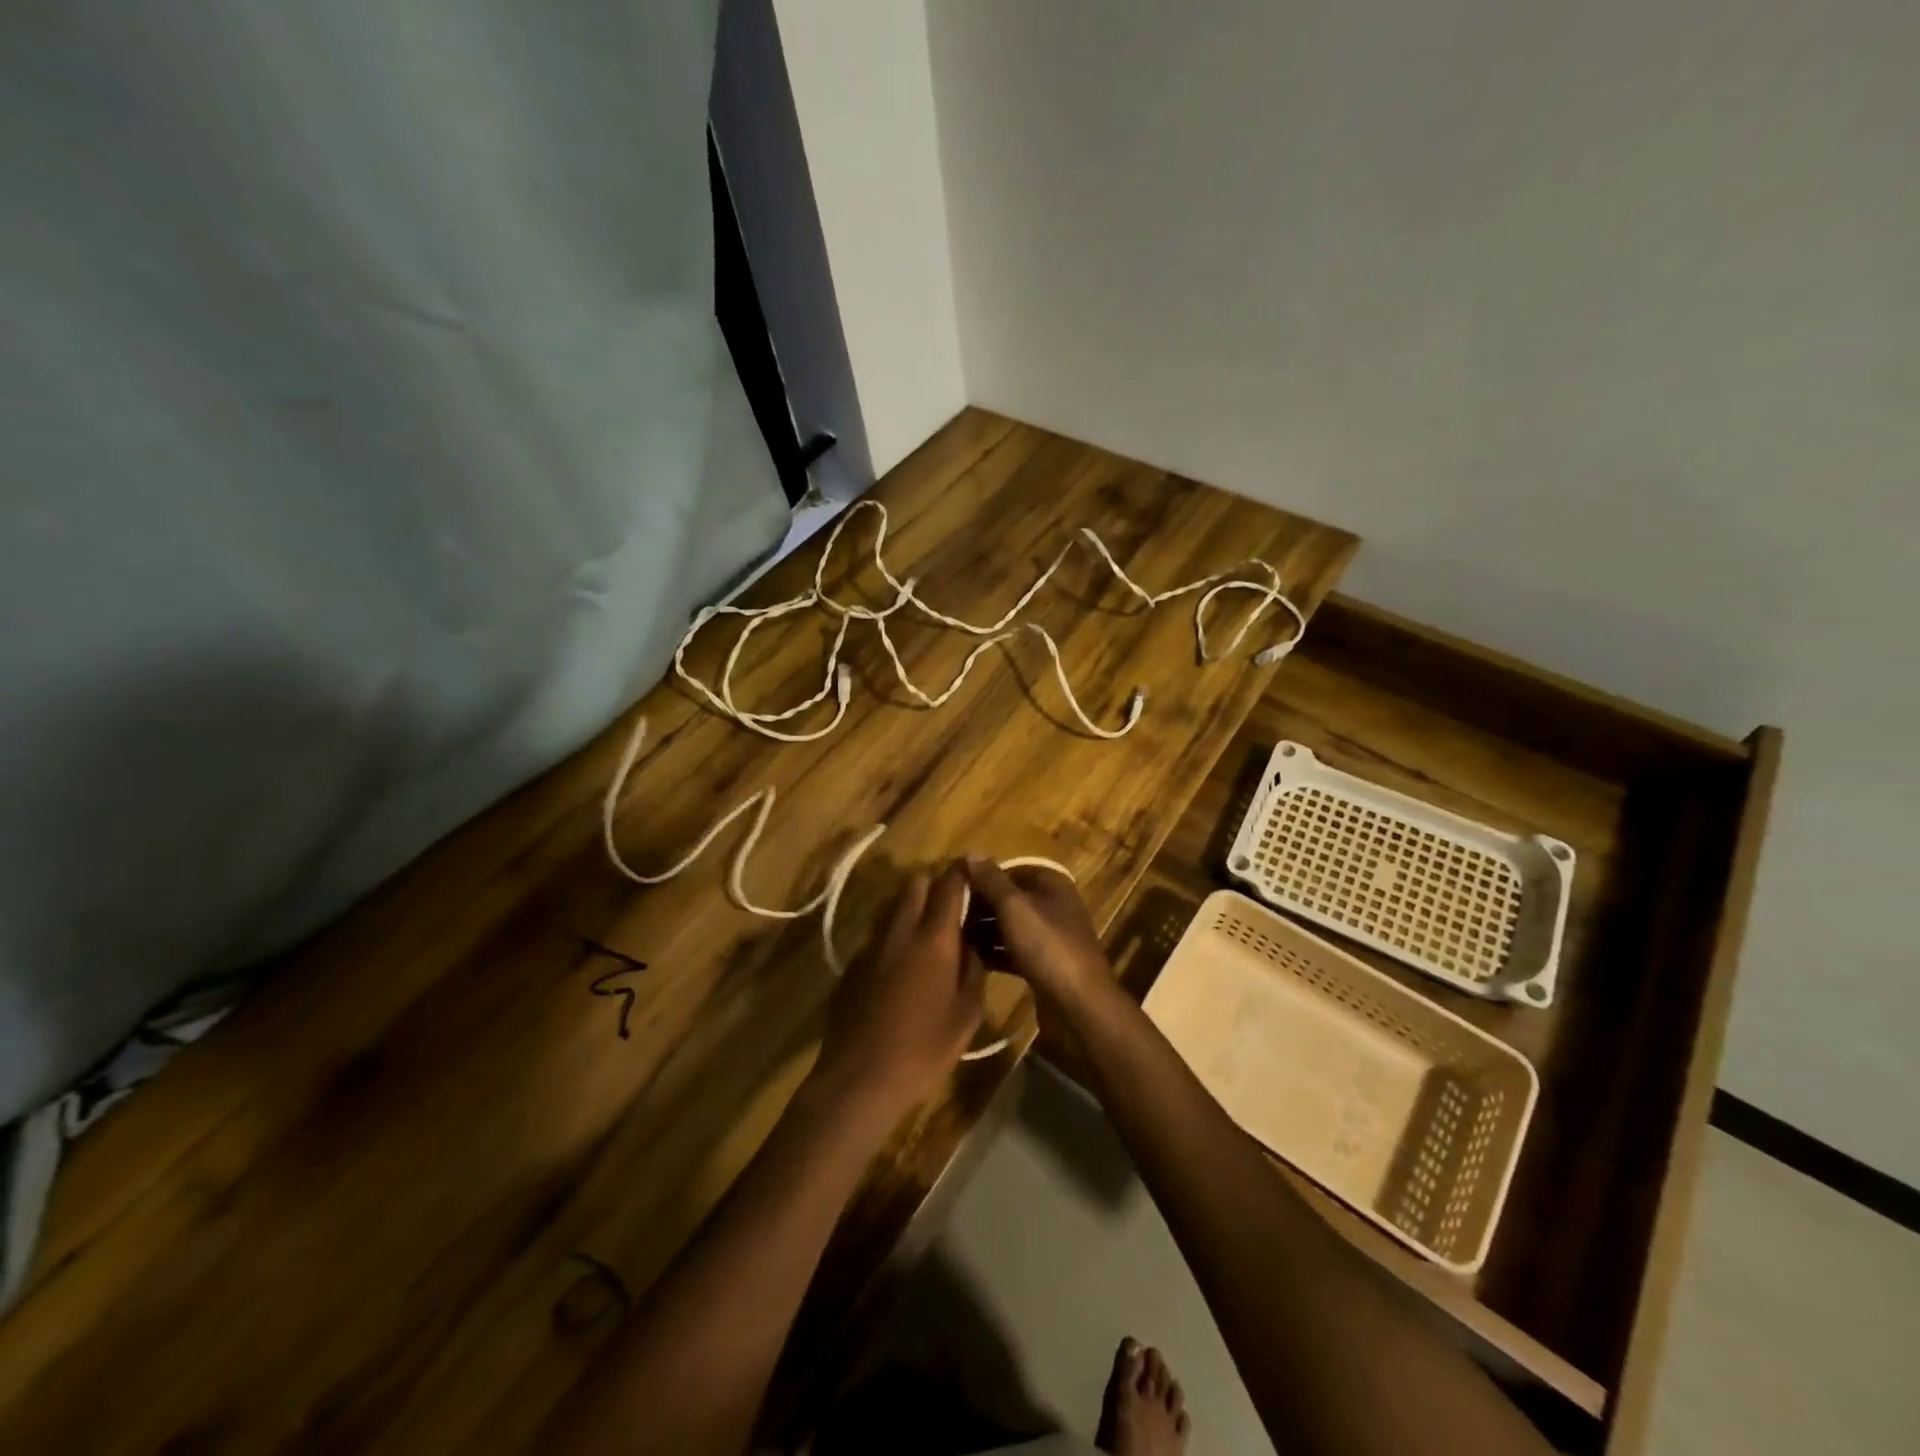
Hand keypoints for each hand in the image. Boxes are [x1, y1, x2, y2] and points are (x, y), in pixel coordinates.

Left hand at [814, 861, 983, 1114]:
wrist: (859, 1079)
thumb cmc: (923, 1049)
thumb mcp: (966, 1014)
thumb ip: (973, 970)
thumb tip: (972, 945)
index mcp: (933, 938)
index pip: (948, 885)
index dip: (963, 873)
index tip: (974, 873)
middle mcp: (899, 930)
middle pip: (915, 884)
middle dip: (934, 885)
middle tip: (951, 907)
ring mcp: (870, 945)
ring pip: (893, 906)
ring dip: (911, 908)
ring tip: (928, 935)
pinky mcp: (851, 964)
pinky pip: (877, 934)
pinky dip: (893, 936)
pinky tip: (900, 967)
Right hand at [963, 858, 1115, 1019]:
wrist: (1078, 1004)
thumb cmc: (1046, 946)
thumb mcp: (1014, 907)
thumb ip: (991, 880)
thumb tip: (971, 853)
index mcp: (1051, 884)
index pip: (1010, 870)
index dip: (982, 877)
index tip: (953, 889)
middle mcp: (1053, 905)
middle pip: (1009, 898)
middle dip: (981, 905)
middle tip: (949, 916)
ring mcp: (1050, 937)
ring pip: (1010, 926)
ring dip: (985, 930)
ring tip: (953, 936)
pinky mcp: (1045, 964)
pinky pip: (1014, 951)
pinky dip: (995, 952)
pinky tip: (971, 959)